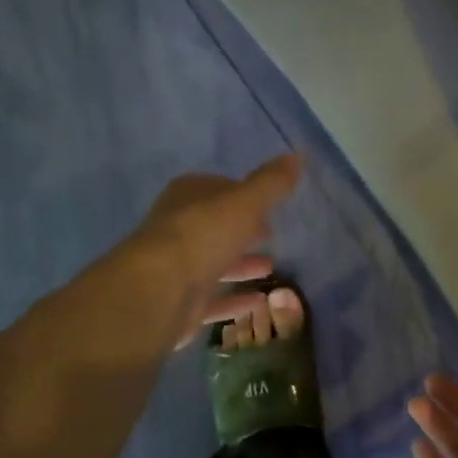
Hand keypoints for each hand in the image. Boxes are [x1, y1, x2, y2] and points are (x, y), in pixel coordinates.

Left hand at [124, 154, 302, 348]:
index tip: (268, 205)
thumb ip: (271, 183)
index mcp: (187, 196)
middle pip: (216, 227)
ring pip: (214, 263)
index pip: (218, 188)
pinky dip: (235, 299)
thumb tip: (298, 155)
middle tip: (271, 235)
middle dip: (242, 231)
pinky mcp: (180, 302)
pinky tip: (259, 302)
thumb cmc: (202, 236)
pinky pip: (213, 298)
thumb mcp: (245, 202)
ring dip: (241, 265)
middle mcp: (178, 228)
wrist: (160, 290)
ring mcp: (177, 267)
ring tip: (271, 268)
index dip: (243, 195)